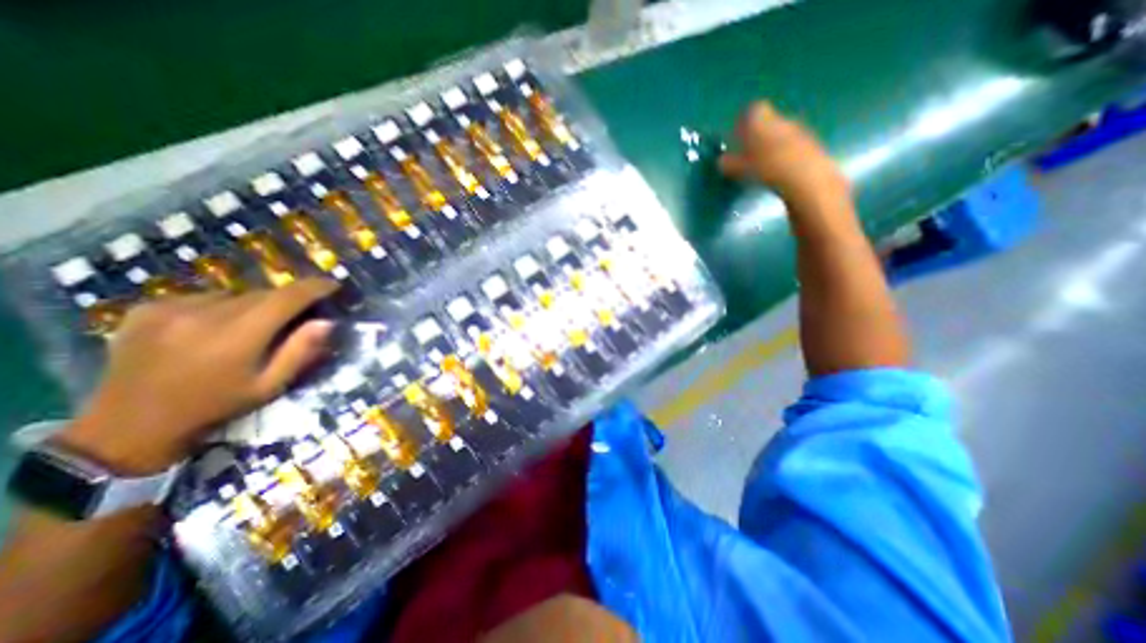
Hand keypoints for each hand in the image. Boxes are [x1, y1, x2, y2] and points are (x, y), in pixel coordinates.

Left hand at [56, 278, 336, 474]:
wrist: (129, 425)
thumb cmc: (215, 406)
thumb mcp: (269, 386)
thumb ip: (299, 352)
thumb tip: (326, 322)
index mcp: (237, 336)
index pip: (286, 298)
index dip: (314, 288)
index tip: (333, 284)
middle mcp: (204, 314)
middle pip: (262, 294)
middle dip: (285, 301)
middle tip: (295, 316)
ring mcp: (170, 308)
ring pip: (234, 294)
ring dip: (252, 305)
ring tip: (251, 326)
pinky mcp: (147, 309)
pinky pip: (203, 297)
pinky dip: (220, 307)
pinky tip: (212, 328)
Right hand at [713, 100, 849, 209]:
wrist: (806, 177)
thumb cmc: (768, 168)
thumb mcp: (741, 168)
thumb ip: (730, 163)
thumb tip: (721, 161)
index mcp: (763, 121)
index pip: (752, 110)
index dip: (744, 121)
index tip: (737, 135)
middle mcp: (781, 119)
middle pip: (768, 120)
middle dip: (757, 133)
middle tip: (748, 151)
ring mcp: (798, 130)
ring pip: (780, 132)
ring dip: (771, 143)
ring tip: (762, 162)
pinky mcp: (810, 143)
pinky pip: (791, 143)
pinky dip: (783, 152)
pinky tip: (778, 168)